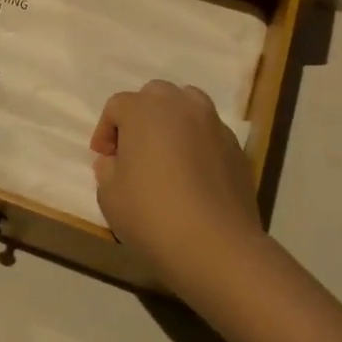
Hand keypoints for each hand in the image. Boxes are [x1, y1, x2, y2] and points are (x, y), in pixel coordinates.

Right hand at [91, 80, 266, 299]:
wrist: (216, 245)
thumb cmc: (151, 215)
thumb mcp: (109, 196)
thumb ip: (107, 170)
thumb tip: (114, 161)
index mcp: (144, 110)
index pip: (117, 106)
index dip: (105, 131)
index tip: (104, 158)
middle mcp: (181, 106)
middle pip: (155, 96)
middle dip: (141, 117)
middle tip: (134, 150)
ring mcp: (214, 124)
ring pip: (188, 106)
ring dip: (173, 123)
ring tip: (166, 155)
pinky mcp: (237, 148)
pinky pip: (209, 133)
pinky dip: (197, 144)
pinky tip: (193, 176)